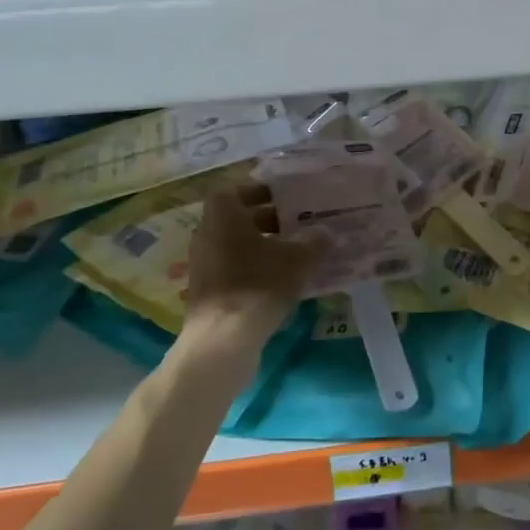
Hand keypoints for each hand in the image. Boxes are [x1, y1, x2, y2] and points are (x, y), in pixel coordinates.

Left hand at [183, 186, 315, 337]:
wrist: (223, 339)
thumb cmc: (258, 285)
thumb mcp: (297, 259)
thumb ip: (313, 241)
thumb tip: (325, 232)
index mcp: (222, 215)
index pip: (235, 190)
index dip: (259, 190)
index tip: (284, 197)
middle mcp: (207, 234)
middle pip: (238, 218)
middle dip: (268, 219)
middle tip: (298, 224)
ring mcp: (204, 265)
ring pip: (237, 245)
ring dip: (263, 246)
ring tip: (296, 253)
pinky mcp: (208, 292)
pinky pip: (234, 269)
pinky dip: (255, 269)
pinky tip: (282, 281)